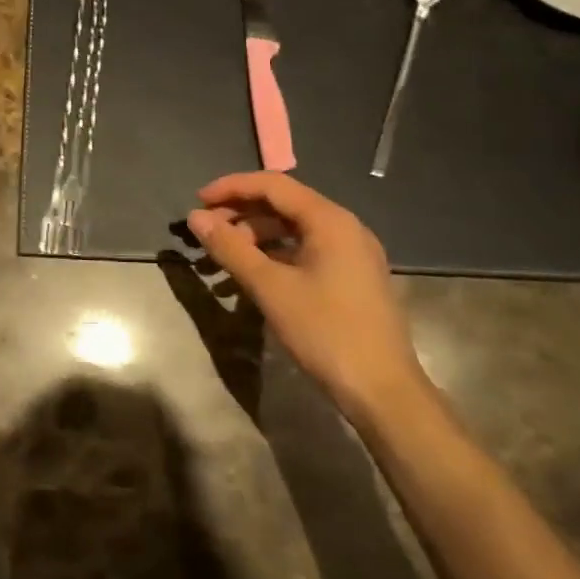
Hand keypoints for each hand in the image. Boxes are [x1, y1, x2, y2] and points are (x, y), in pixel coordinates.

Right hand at [186, 172, 426, 422]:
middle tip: (206, 232)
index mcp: (330, 220)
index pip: (272, 185)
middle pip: (283, 205)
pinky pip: (305, 252)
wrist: (384, 393)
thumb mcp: (271, 288)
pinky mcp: (352, 278)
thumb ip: (231, 248)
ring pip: (293, 230)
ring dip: (254, 238)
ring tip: (222, 258)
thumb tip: (195, 218)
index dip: (231, 187)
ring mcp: (352, 254)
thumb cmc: (326, 332)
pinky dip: (274, 257)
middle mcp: (344, 227)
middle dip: (240, 214)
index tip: (197, 201)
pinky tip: (250, 278)